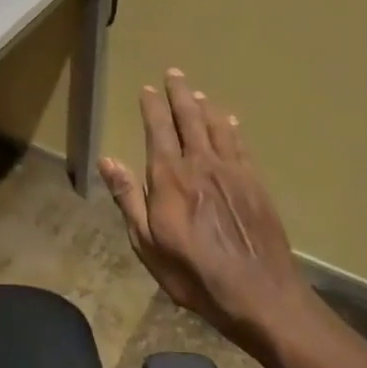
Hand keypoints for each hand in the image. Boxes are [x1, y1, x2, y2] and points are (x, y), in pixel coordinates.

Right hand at [99, 69, 305, 358]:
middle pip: (189, 119)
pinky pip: (241, 145)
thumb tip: (108, 160)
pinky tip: (230, 122)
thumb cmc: (193, 273)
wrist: (258, 293)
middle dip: (180, 94)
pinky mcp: (255, 184)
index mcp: (170, 177)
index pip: (158, 130)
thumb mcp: (147, 242)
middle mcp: (201, 164)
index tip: (148, 88)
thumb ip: (128, 198)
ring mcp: (233, 172)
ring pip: (216, 127)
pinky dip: (232, 128)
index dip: (152, 107)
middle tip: (174, 73)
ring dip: (205, 107)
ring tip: (198, 93)